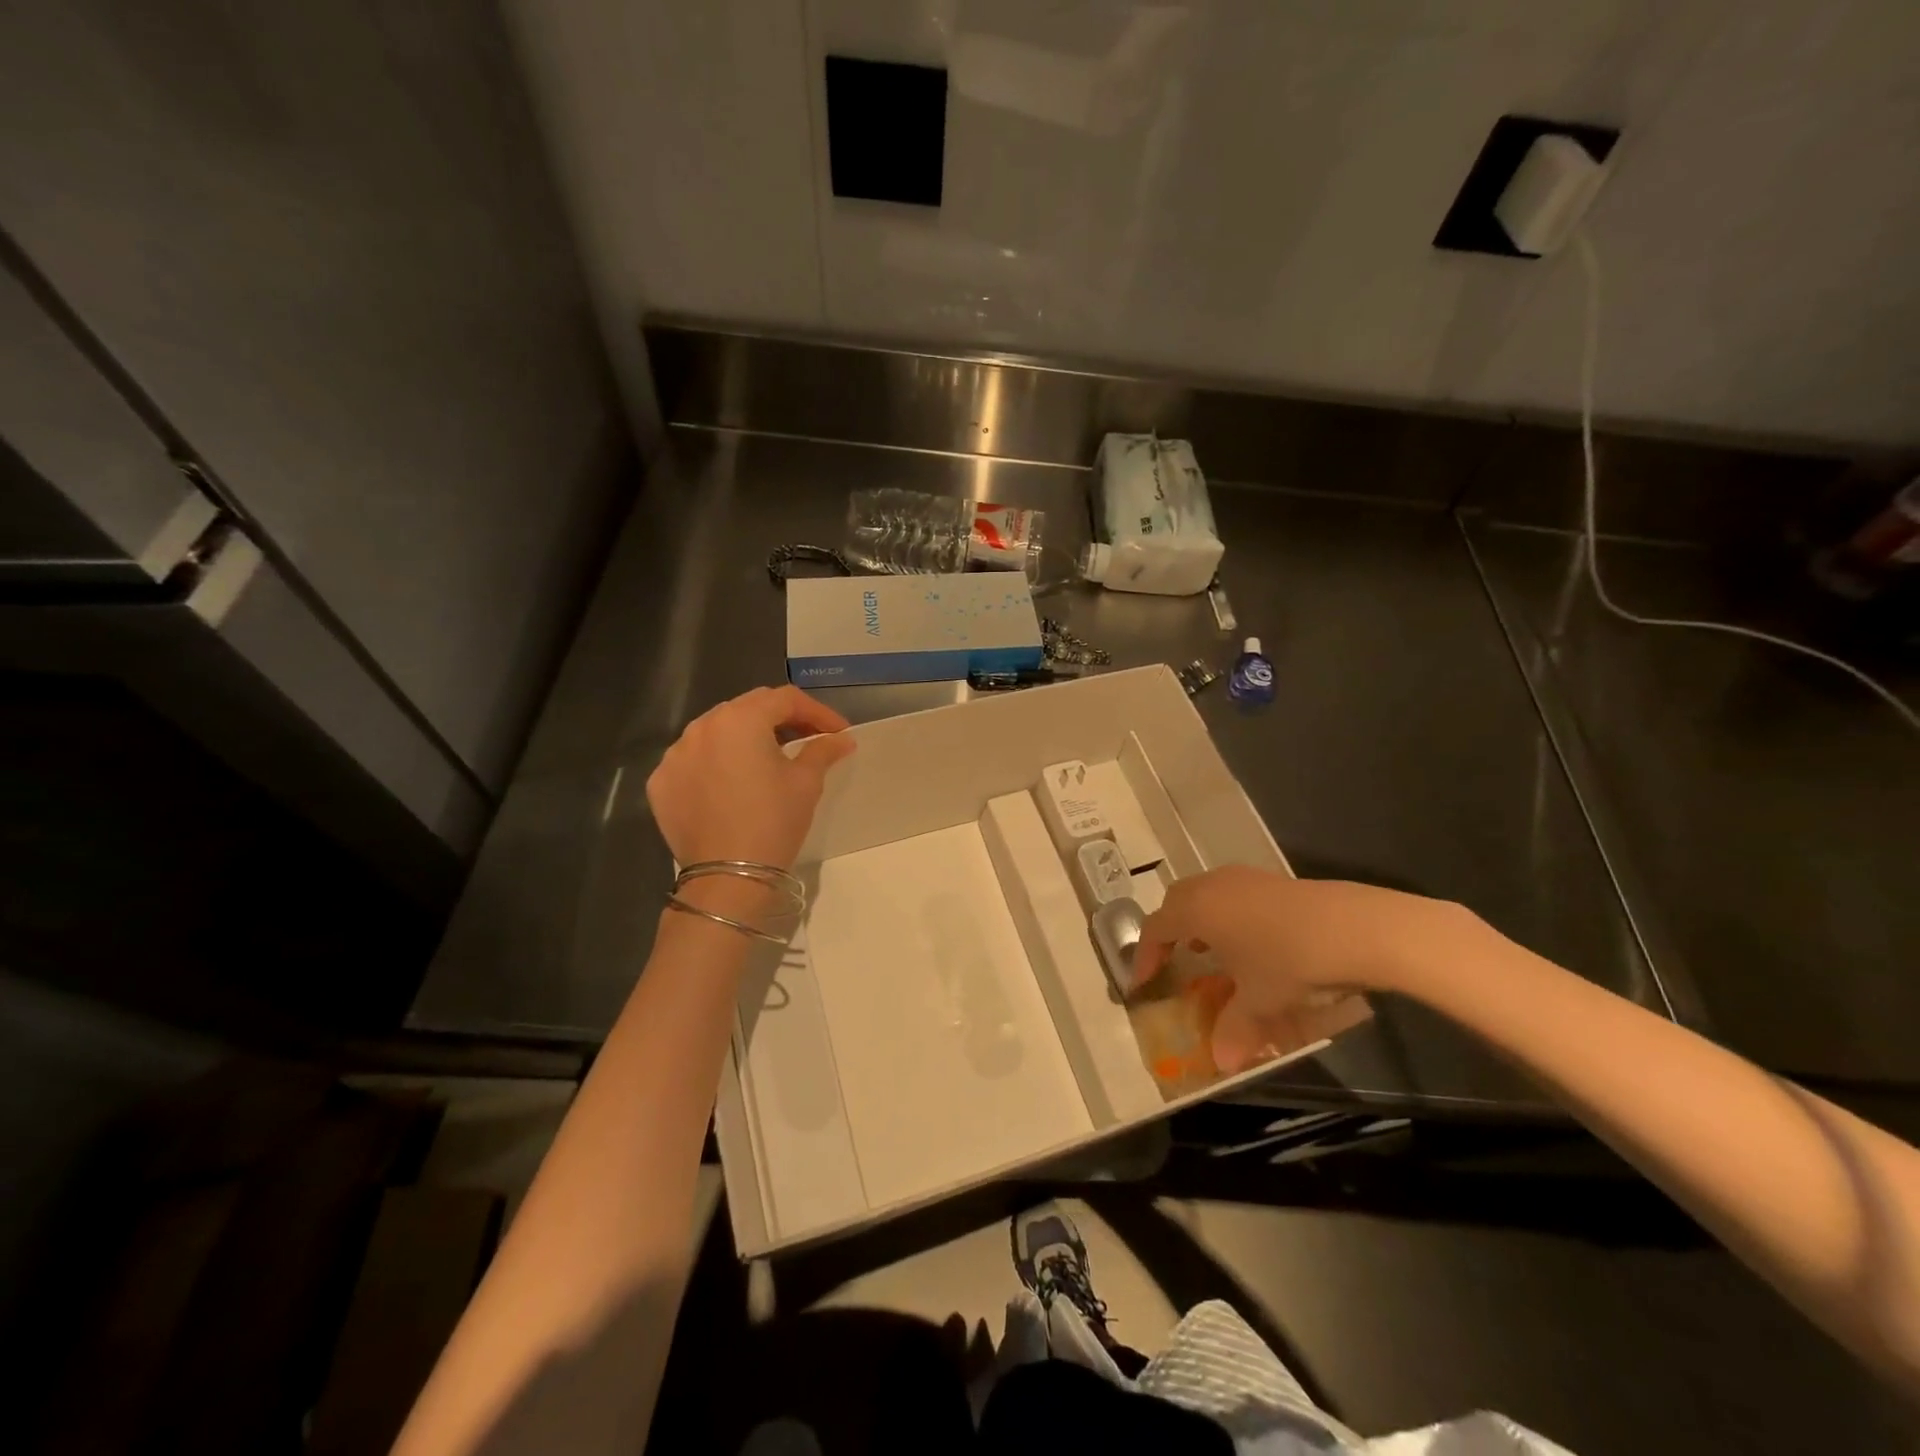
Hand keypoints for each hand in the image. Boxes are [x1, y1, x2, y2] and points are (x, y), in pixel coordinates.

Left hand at [646, 685, 855, 872]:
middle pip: (748, 709)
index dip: (817, 711)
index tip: (837, 732)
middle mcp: (702, 727)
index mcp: (741, 719)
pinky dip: (715, 763)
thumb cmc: (773, 822)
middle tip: (806, 739)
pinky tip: (732, 783)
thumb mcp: (806, 783)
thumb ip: (822, 750)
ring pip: (717, 731)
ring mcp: (675, 754)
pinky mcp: (660, 782)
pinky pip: (693, 760)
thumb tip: (842, 739)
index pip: (785, 699)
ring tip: (767, 759)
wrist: (727, 877)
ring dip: (744, 738)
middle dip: (780, 720)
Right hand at [1133, 867, 1473, 1071]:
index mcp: (1196, 910)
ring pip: (1206, 894)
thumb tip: (1223, 1063)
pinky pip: (1233, 894)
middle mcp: (1212, 886)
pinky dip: (1228, 915)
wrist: (1354, 928)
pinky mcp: (1273, 880)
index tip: (1144, 982)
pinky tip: (1251, 941)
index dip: (1146, 956)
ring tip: (1211, 950)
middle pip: (1176, 902)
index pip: (1155, 928)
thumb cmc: (1289, 961)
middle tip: (1174, 960)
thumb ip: (1234, 1030)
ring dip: (1200, 920)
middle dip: (1169, 930)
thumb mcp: (1259, 1001)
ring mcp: (1245, 878)